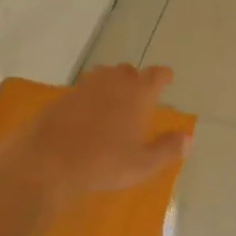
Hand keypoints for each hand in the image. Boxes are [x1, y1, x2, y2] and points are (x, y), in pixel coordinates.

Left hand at [16, 64, 190, 203]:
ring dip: (112, 82)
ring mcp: (84, 87)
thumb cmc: (102, 163)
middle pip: (127, 70)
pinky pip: (82, 89)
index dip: (163, 76)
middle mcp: (112, 83)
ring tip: (114, 97)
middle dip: (136, 78)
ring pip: (103, 75)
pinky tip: (87, 111)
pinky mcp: (62, 97)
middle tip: (140, 92)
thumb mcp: (142, 164)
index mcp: (136, 95)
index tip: (167, 78)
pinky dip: (90, 95)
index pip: (155, 75)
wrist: (47, 160)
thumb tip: (188, 138)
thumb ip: (167, 149)